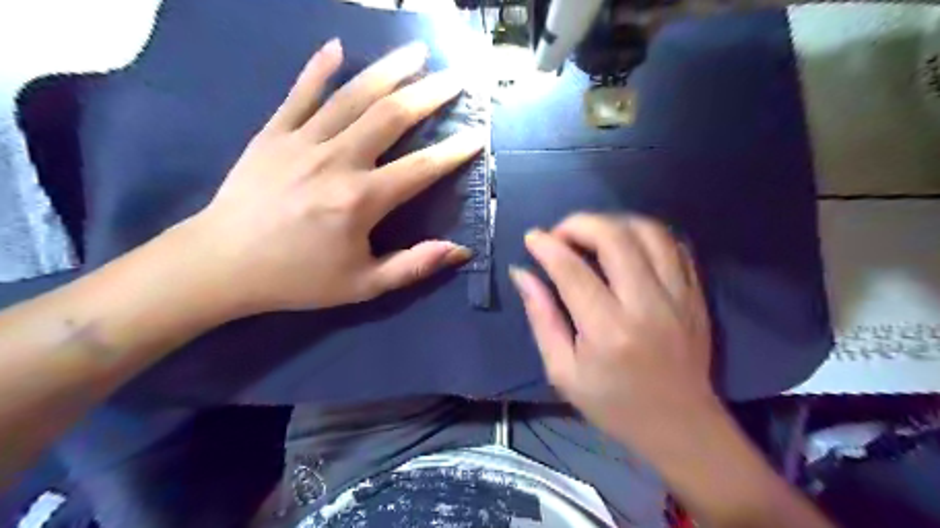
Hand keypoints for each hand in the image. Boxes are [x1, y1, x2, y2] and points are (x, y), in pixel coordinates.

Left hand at [180, 40, 483, 316]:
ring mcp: (302, 141)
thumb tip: (459, 250)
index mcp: (360, 200)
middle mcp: (336, 161)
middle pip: (390, 117)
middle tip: (456, 76)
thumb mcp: (362, 285)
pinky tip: (336, 45)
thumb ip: (413, 266)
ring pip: (352, 96)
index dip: (454, 151)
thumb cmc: (297, 278)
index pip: (420, 168)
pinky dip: (318, 68)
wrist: (221, 264)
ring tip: (416, 51)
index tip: (478, 134)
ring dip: (388, 70)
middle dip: (428, 94)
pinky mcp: (273, 133)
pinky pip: (299, 93)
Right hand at [511, 215, 717, 453]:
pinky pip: (674, 245)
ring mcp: (679, 296)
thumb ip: (541, 318)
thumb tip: (522, 274)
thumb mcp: (562, 371)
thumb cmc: (613, 404)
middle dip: (579, 224)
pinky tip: (626, 245)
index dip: (547, 247)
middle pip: (614, 238)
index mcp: (608, 331)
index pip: (572, 271)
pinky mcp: (696, 294)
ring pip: (649, 231)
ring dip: (613, 222)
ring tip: (591, 235)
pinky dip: (645, 234)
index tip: (532, 237)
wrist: (680, 426)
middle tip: (560, 234)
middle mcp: (647, 305)